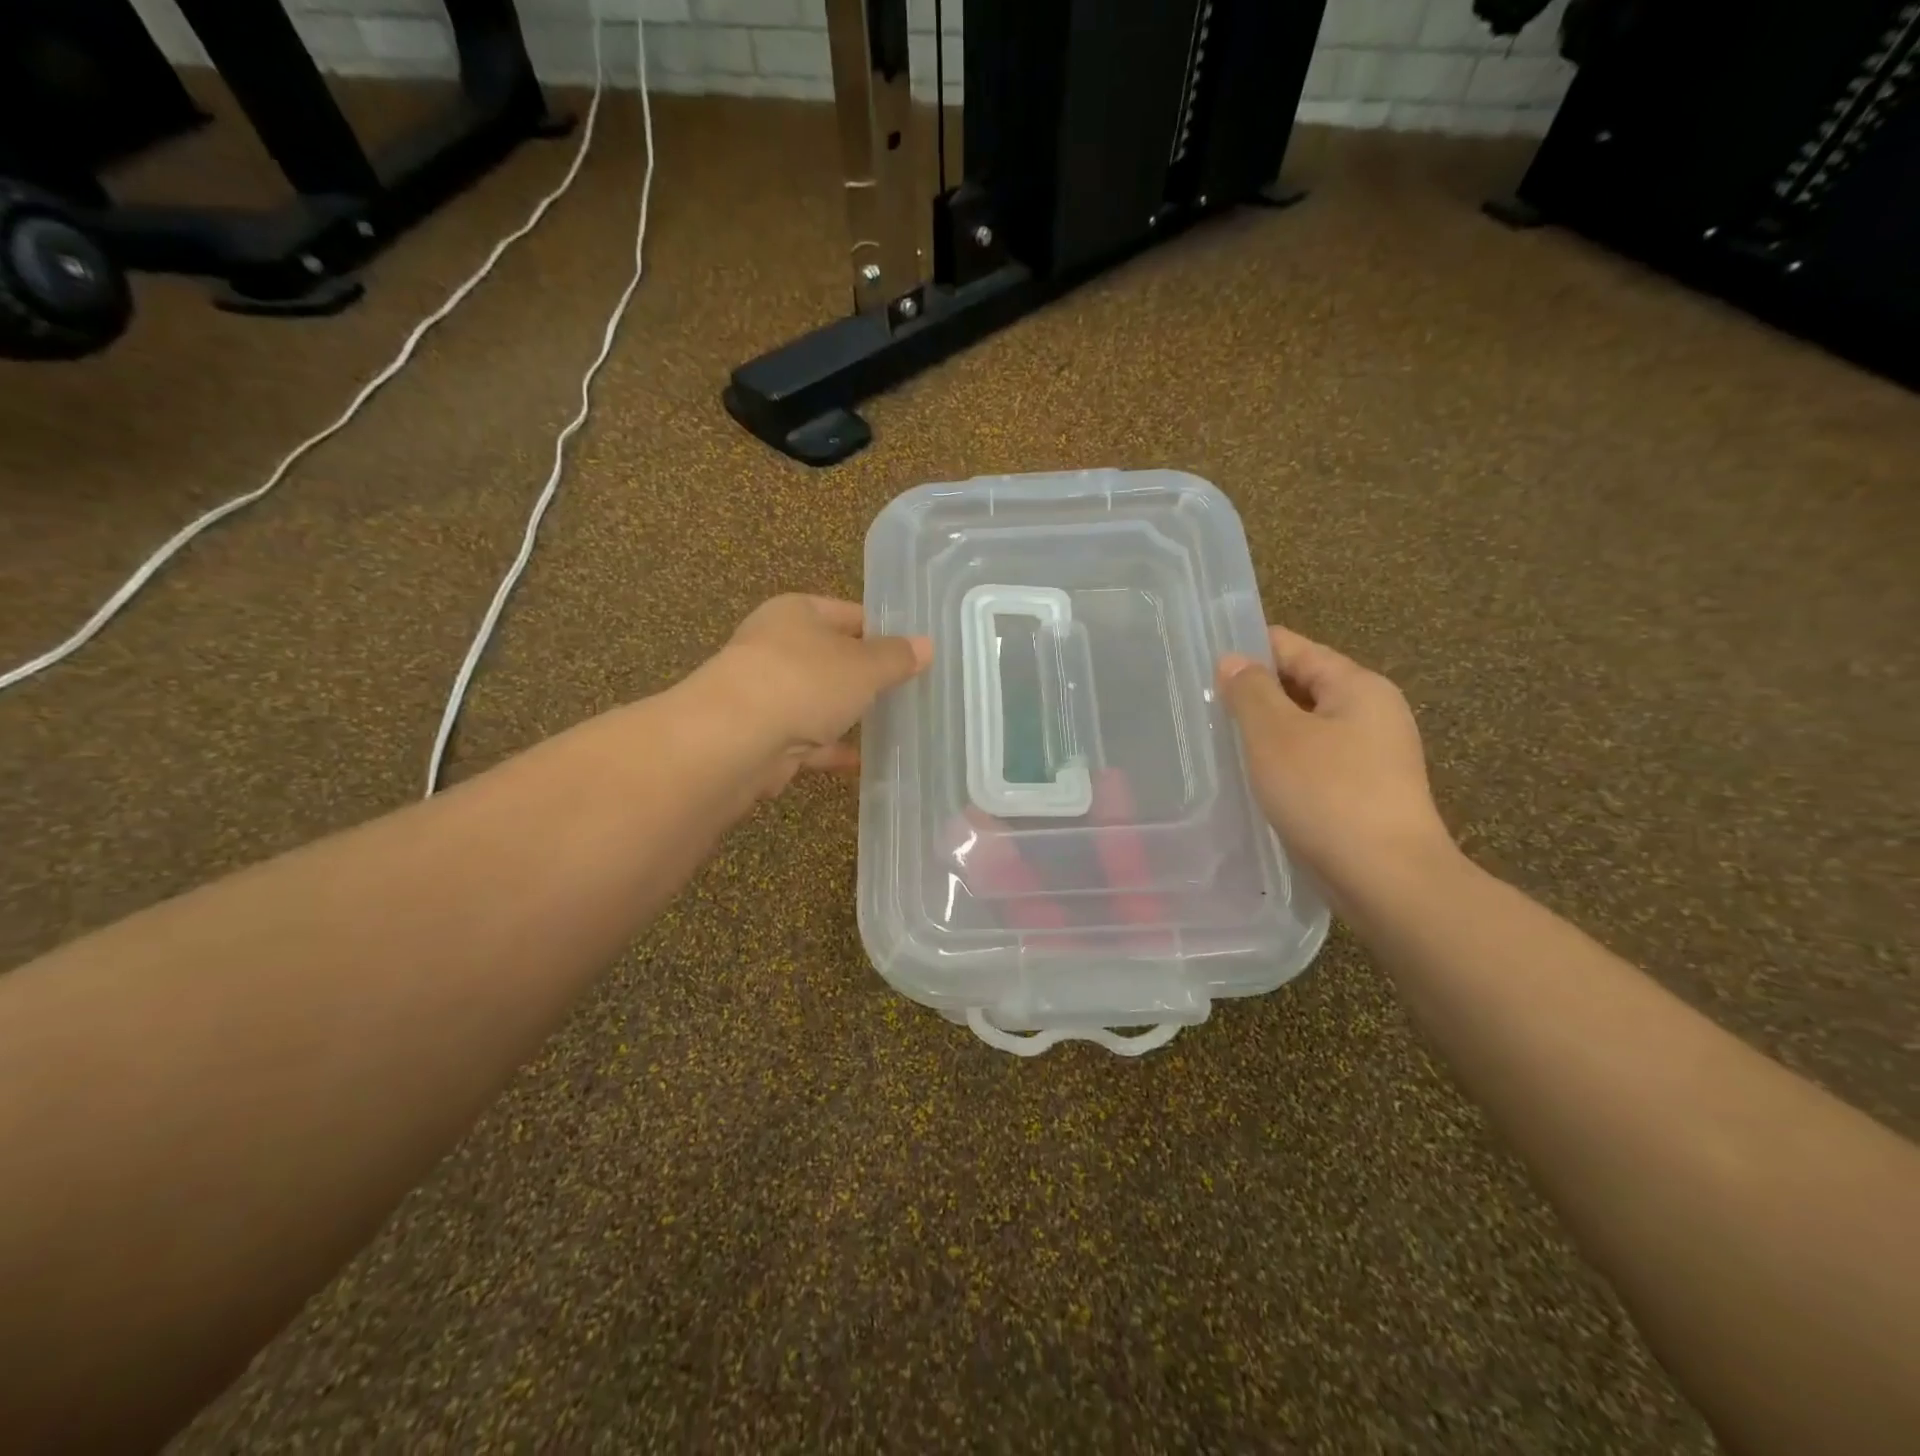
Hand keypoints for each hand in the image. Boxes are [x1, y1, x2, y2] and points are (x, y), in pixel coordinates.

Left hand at [695, 595, 931, 794]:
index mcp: (796, 614)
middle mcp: (777, 648)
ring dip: (851, 715)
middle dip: (868, 677)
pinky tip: (867, 761)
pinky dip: (834, 749)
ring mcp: (768, 694)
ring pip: (820, 701)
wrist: (735, 740)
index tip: (916, 652)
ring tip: (897, 725)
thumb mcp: (863, 665)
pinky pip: (810, 740)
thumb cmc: (804, 682)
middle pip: (833, 659)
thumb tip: (927, 645)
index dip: (883, 630)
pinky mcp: (765, 737)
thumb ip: (896, 657)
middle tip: (913, 690)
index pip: (849, 614)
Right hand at [1218, 626, 1455, 909]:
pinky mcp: (1366, 792)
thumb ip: (1250, 691)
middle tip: (1203, 707)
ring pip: (1306, 727)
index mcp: (1357, 686)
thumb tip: (1233, 660)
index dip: (1249, 649)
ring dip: (1266, 731)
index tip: (1203, 662)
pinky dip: (1284, 762)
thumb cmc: (1327, 794)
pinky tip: (1254, 779)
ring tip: (1220, 742)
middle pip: (1303, 686)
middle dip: (1255, 694)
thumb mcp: (1275, 735)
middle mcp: (1372, 712)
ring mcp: (1373, 755)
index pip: (1295, 648)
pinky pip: (1315, 761)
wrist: (1387, 879)